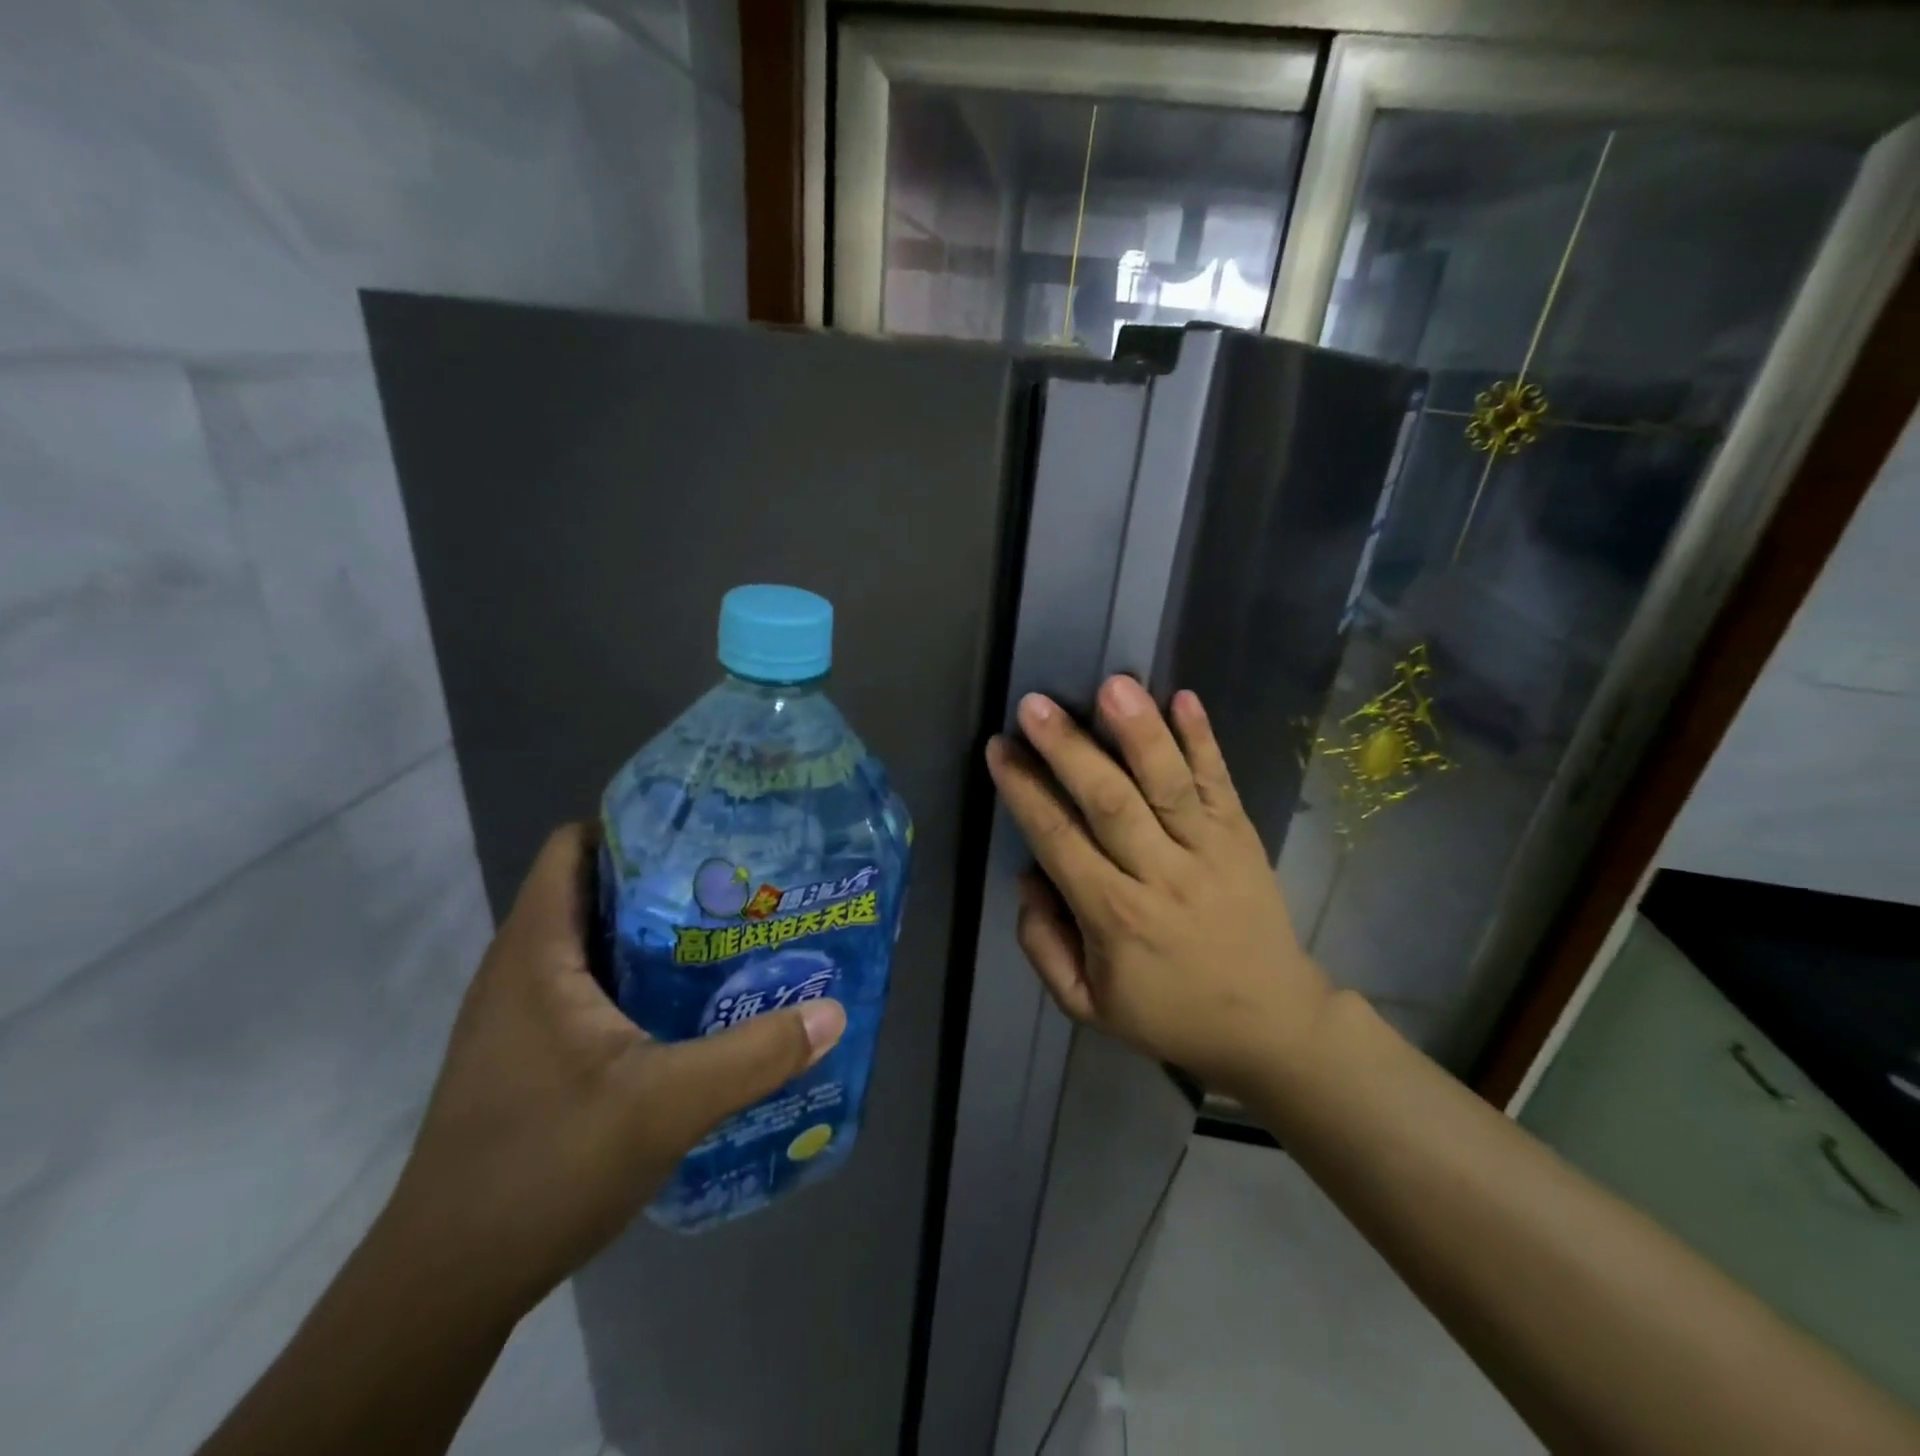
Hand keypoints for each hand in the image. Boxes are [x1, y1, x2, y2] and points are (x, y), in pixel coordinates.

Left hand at [383, 825, 845, 1314]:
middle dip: (667, 878)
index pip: (575, 847)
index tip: (707, 832)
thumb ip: (752, 1057)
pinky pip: (592, 985)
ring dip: (657, 932)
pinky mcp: (532, 1051)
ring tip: (730, 931)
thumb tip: (831, 1014)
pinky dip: (641, 977)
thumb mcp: (664, 1106)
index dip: (636, 825)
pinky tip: (692, 1002)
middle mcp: (522, 969)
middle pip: (596, 889)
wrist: (447, 1284)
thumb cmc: (543, 1169)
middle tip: (740, 882)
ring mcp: (522, 1013)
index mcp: (537, 953)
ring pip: (596, 942)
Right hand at [984, 677, 1331, 1096]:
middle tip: (1034, 705)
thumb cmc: (1170, 1012)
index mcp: (1115, 918)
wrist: (1272, 1023)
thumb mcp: (1087, 1005)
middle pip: (1109, 802)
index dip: (1025, 792)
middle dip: (1069, 750)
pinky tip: (1184, 697)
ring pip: (1168, 784)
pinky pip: (1221, 783)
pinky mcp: (1242, 837)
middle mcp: (1161, 875)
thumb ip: (1043, 945)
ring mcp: (1209, 851)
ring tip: (1113, 685)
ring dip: (1140, 732)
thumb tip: (1028, 876)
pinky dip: (1204, 740)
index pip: (1060, 841)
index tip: (999, 749)